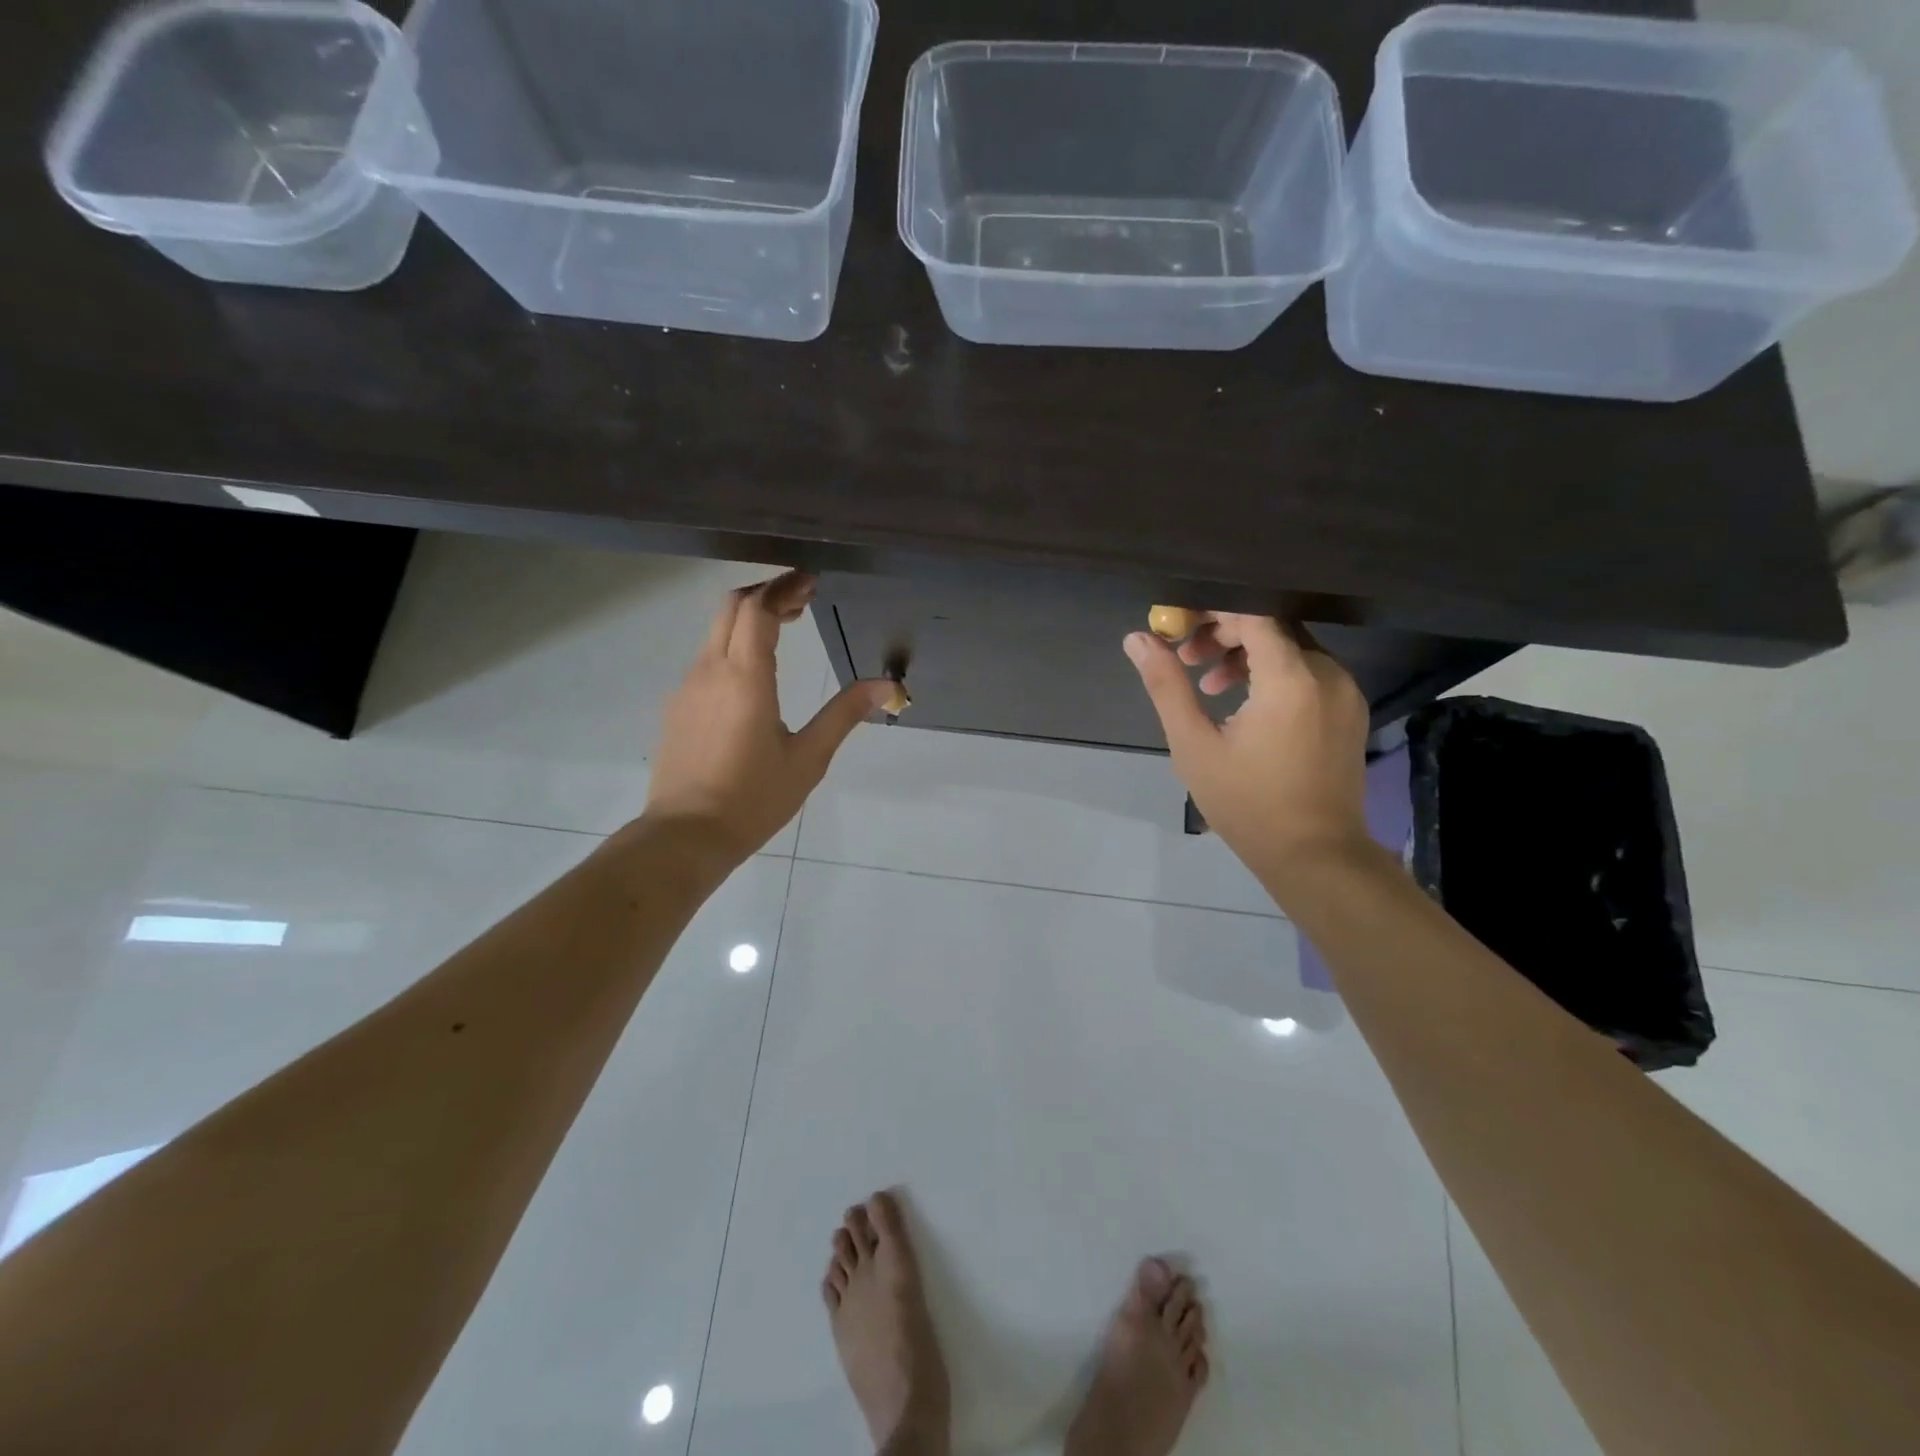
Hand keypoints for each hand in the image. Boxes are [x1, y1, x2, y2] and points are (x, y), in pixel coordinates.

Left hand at [644, 572, 891, 866]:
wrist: (686, 835)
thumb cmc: (753, 799)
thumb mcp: (808, 758)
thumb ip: (844, 714)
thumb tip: (887, 686)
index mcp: (745, 678)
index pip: (758, 609)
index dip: (784, 588)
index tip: (810, 582)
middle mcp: (710, 671)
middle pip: (731, 608)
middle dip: (766, 594)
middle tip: (801, 602)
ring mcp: (687, 688)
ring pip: (715, 632)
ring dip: (748, 619)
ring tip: (784, 630)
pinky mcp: (677, 707)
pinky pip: (705, 659)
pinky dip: (732, 646)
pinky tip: (753, 675)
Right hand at [1124, 614, 1369, 885]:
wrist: (1315, 855)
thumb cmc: (1247, 803)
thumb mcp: (1194, 745)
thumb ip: (1167, 685)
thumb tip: (1138, 639)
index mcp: (1290, 678)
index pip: (1253, 614)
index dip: (1212, 611)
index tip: (1178, 626)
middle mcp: (1327, 674)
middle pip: (1272, 627)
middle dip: (1225, 633)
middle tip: (1186, 659)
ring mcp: (1345, 692)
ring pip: (1290, 649)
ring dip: (1247, 655)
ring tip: (1210, 685)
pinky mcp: (1350, 711)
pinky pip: (1308, 672)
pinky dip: (1273, 674)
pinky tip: (1244, 705)